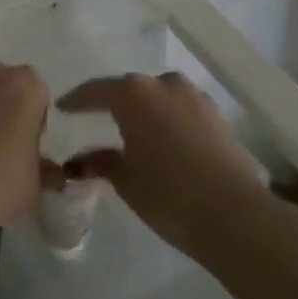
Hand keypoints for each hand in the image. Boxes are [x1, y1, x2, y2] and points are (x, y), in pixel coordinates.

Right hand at [58, 72, 265, 257]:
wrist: (234, 214)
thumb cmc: (168, 194)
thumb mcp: (125, 180)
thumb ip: (101, 162)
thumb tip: (82, 160)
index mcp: (134, 94)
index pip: (96, 91)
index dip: (77, 100)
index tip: (62, 107)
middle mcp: (164, 84)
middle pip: (130, 90)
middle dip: (112, 104)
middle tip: (95, 119)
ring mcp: (195, 97)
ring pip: (159, 98)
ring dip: (143, 111)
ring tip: (130, 131)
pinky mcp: (217, 116)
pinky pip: (180, 110)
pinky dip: (166, 120)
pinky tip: (161, 140)